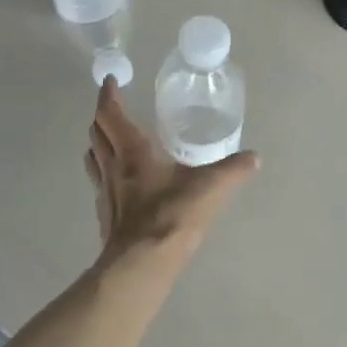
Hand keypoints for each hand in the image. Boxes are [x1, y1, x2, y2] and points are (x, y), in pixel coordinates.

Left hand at [85, 80, 257, 272]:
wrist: (141, 264)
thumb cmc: (172, 216)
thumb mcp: (210, 188)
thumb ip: (233, 170)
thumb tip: (254, 158)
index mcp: (132, 151)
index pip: (110, 114)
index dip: (108, 95)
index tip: (110, 82)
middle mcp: (112, 167)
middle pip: (96, 133)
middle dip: (102, 117)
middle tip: (113, 109)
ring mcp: (105, 192)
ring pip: (92, 158)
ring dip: (98, 143)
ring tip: (110, 140)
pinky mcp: (104, 216)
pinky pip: (99, 184)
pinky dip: (104, 173)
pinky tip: (119, 183)